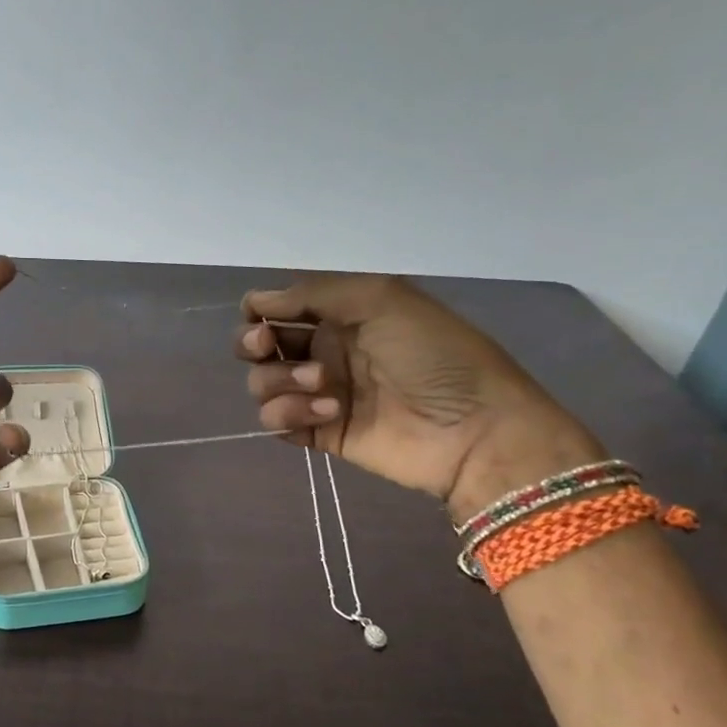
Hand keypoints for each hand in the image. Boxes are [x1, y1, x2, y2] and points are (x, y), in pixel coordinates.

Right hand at [238, 274, 600, 517]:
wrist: (473, 428)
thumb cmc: (433, 354)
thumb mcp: (380, 299)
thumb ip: (313, 293)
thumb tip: (257, 303)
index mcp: (340, 314)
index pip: (277, 308)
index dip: (259, 311)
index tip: (262, 318)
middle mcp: (324, 350)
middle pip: (258, 346)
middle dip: (252, 343)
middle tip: (267, 345)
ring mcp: (319, 393)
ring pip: (262, 384)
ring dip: (280, 381)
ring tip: (324, 387)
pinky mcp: (319, 433)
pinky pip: (276, 421)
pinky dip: (289, 414)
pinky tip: (327, 413)